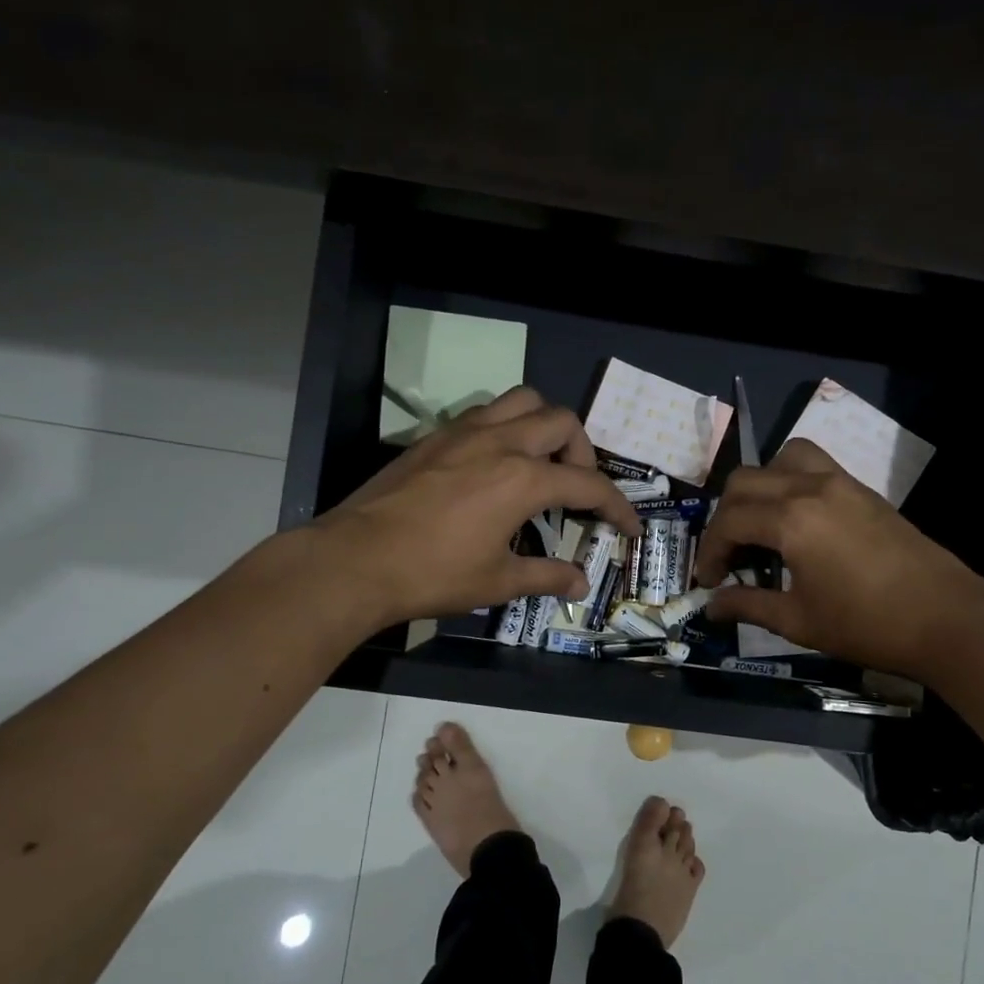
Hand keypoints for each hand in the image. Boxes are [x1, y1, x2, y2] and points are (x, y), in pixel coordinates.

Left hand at [312, 387, 641, 626]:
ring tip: (539, 463)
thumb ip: (546, 576)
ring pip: (522, 401)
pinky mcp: (435, 437)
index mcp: (523, 478)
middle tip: (575, 489)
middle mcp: (500, 442)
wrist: (354, 560)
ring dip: (544, 425)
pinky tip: (494, 465)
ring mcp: (464, 432)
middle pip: (562, 421)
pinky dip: (506, 428)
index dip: (617, 506)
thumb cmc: (432, 574)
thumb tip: (580, 583)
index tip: (629, 527)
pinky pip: (486, 413)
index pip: (588, 484)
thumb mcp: (497, 582)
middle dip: (582, 453)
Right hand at [693, 438, 983, 680]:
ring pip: (781, 459)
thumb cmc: (867, 625)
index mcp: (791, 520)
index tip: (708, 582)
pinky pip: (813, 465)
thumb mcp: (798, 621)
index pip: (728, 521)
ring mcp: (841, 482)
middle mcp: (811, 487)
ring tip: (760, 525)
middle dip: (724, 517)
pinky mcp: (863, 490)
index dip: (709, 552)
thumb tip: (710, 606)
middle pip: (744, 481)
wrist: (947, 619)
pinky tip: (796, 523)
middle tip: (728, 557)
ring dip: (759, 487)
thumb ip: (748, 606)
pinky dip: (790, 482)